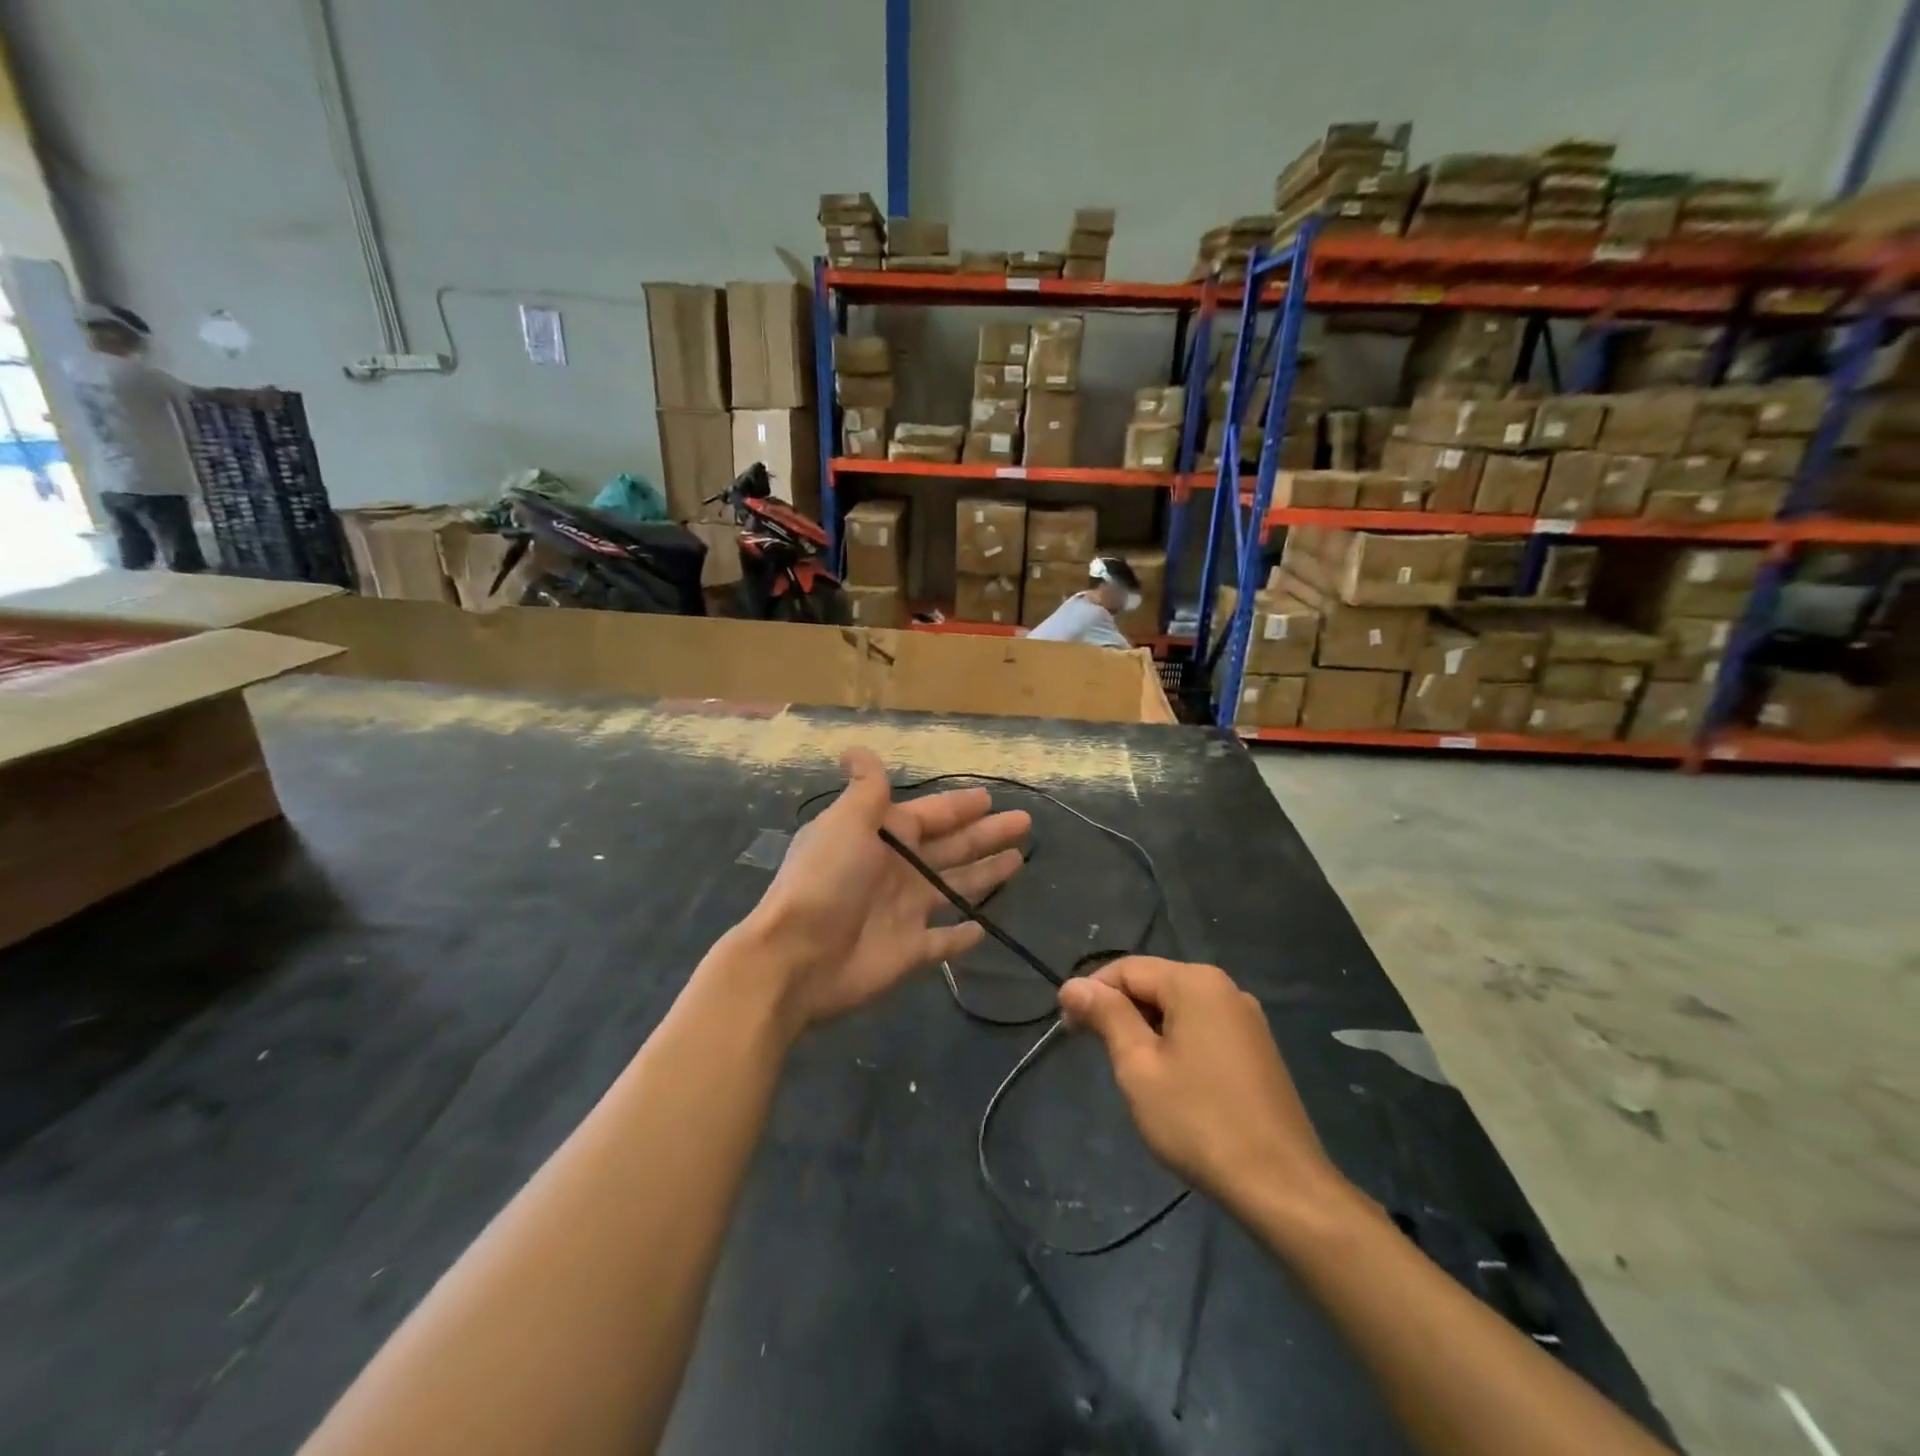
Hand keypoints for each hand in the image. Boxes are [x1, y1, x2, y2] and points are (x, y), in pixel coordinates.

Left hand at [744, 749, 1029, 1029]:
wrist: (797, 956)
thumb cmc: (826, 880)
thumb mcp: (846, 821)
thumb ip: (865, 788)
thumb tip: (854, 748)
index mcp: (883, 836)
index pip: (931, 815)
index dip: (960, 807)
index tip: (991, 798)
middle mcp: (896, 870)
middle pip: (951, 847)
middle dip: (986, 835)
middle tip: (1023, 823)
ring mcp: (905, 912)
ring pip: (954, 888)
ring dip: (983, 875)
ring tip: (1018, 862)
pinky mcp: (910, 951)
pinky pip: (944, 941)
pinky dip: (963, 936)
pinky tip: (985, 927)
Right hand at [1059, 957, 1343, 1214]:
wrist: (1282, 1186)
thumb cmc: (1199, 1121)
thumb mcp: (1139, 1066)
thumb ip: (1106, 1016)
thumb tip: (1073, 985)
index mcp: (1195, 982)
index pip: (1126, 969)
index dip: (1091, 994)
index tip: (1069, 1031)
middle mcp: (1224, 987)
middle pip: (1153, 984)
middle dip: (1119, 1012)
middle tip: (1096, 1054)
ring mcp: (1245, 1017)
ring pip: (1177, 1007)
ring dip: (1146, 1029)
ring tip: (1131, 1071)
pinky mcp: (1256, 1047)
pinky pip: (1202, 1027)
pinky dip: (1175, 1042)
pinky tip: (1170, 1080)